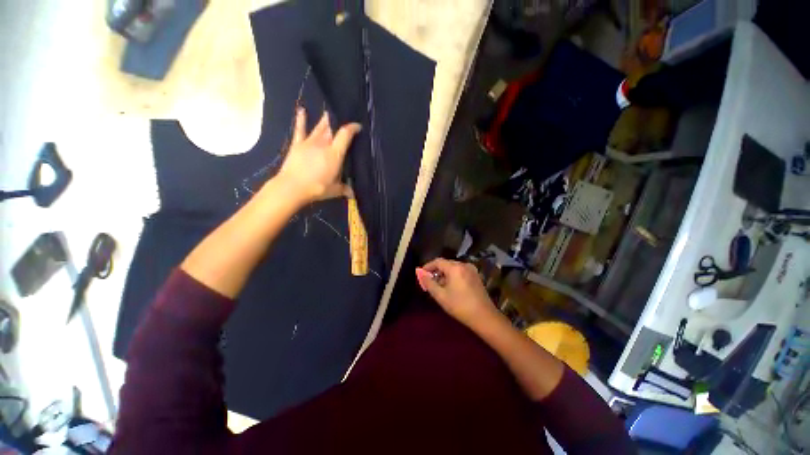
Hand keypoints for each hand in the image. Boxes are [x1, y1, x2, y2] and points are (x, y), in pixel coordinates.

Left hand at [276, 108, 360, 204]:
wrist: (292, 187)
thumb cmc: (317, 188)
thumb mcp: (334, 190)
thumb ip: (345, 189)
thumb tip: (352, 195)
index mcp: (334, 153)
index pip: (345, 135)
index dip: (352, 128)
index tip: (358, 127)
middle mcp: (323, 144)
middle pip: (332, 129)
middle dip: (338, 123)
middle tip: (343, 119)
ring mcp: (309, 143)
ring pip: (319, 128)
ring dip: (325, 120)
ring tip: (329, 113)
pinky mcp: (297, 144)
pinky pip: (300, 129)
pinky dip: (300, 119)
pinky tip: (301, 110)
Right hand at [415, 258, 498, 328]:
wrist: (484, 317)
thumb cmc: (460, 306)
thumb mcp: (440, 296)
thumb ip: (428, 283)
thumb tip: (419, 272)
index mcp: (455, 268)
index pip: (438, 261)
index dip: (428, 266)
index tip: (421, 274)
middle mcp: (464, 265)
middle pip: (446, 264)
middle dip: (436, 271)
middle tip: (429, 282)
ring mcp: (471, 270)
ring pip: (453, 268)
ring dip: (444, 274)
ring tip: (438, 287)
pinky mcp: (476, 276)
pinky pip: (460, 272)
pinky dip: (452, 276)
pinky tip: (450, 288)